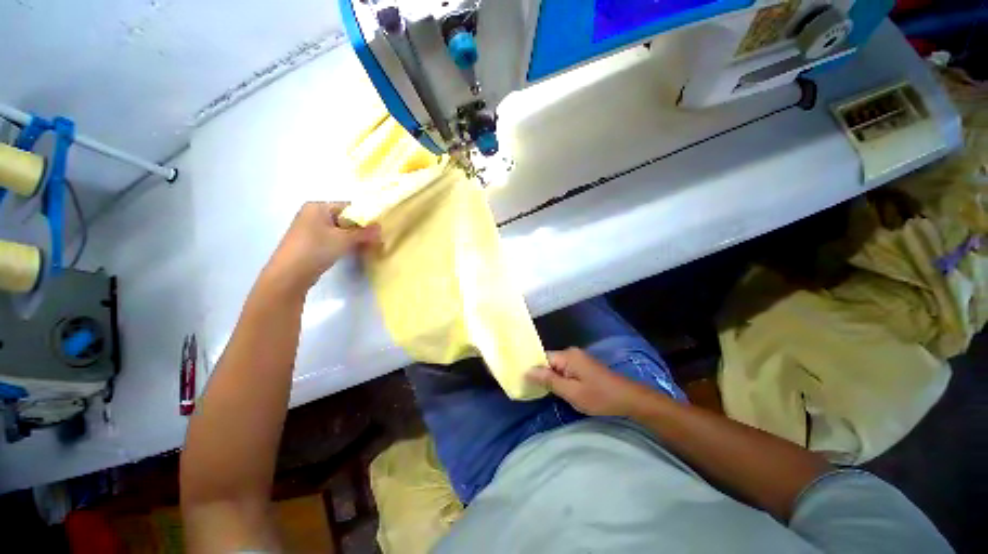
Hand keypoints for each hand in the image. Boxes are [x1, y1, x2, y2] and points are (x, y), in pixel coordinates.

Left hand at [260, 202, 379, 295]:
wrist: (289, 275)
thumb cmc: (316, 249)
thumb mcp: (344, 239)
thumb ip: (364, 232)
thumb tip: (381, 228)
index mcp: (317, 207)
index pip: (348, 207)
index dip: (365, 218)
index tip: (377, 230)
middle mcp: (312, 214)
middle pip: (344, 219)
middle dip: (360, 230)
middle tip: (375, 241)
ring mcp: (309, 229)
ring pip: (338, 231)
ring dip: (353, 239)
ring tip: (366, 248)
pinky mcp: (309, 243)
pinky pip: (331, 239)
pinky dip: (342, 244)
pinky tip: (351, 253)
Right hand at [527, 348, 658, 416]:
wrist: (629, 399)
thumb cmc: (600, 397)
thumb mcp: (571, 392)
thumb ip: (549, 380)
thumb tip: (527, 370)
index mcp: (567, 356)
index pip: (542, 358)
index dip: (533, 370)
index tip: (525, 383)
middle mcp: (571, 352)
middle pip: (549, 361)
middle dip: (543, 375)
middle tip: (536, 392)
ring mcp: (578, 358)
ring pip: (557, 366)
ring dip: (552, 378)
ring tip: (546, 393)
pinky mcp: (584, 365)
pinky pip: (565, 369)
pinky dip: (561, 378)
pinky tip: (561, 390)